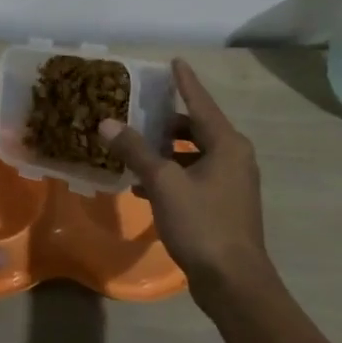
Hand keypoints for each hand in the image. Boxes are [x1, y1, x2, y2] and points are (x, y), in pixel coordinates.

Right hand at [100, 59, 281, 309]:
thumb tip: (107, 123)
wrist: (233, 282)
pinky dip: (171, 175)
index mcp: (227, 144)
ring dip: (165, 151)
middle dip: (167, 121)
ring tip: (133, 148)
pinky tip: (143, 186)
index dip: (185, 82)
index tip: (174, 61)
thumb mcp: (163, 183)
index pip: (201, 102)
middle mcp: (234, 158)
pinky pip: (194, 177)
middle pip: (197, 128)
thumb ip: (135, 150)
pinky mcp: (224, 206)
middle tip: (138, 111)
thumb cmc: (202, 224)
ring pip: (194, 155)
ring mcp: (231, 184)